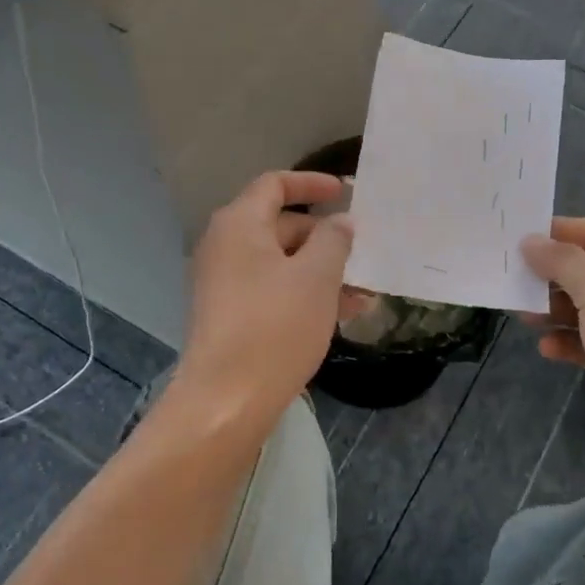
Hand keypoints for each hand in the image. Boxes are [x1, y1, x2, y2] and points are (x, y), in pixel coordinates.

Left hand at [174, 171, 355, 424]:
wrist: (226, 400)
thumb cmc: (275, 327)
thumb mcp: (317, 277)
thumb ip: (333, 240)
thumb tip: (339, 222)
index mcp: (239, 224)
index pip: (274, 184)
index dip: (311, 183)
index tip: (345, 192)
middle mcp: (224, 246)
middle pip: (279, 225)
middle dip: (324, 238)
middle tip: (362, 255)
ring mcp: (222, 282)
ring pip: (280, 263)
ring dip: (320, 272)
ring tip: (362, 295)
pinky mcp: (228, 314)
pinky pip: (270, 289)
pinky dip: (302, 293)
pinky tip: (339, 316)